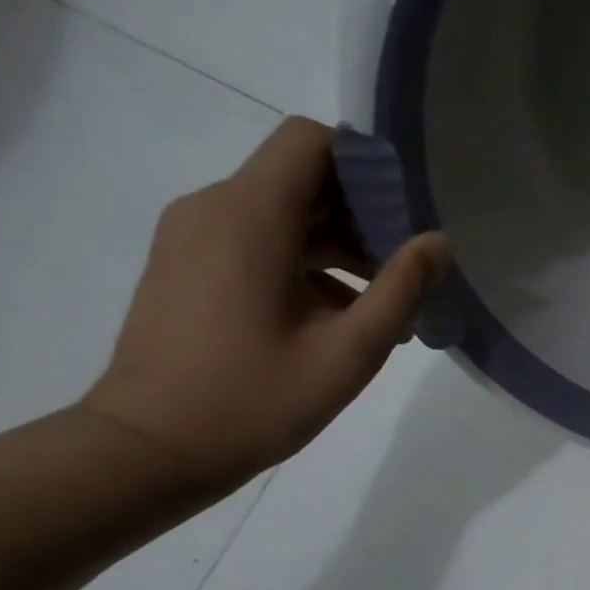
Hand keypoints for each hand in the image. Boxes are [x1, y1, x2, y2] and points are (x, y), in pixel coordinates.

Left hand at [81, 118, 448, 488]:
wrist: (151, 448)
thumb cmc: (255, 401)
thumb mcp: (348, 352)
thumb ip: (400, 290)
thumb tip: (438, 242)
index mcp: (249, 217)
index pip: (310, 141)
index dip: (365, 166)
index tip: (405, 216)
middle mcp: (213, 209)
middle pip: (300, 178)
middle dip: (362, 215)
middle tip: (407, 271)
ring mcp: (193, 236)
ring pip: (281, 213)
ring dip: (337, 246)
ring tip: (381, 307)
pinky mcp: (188, 265)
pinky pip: (256, 242)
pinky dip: (303, 264)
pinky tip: (338, 319)